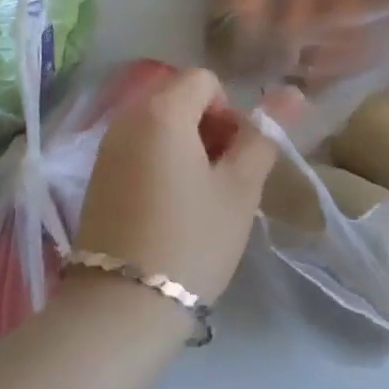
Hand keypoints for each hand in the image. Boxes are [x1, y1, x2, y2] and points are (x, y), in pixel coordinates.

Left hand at [73, 69, 298, 304]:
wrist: (120, 308)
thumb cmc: (191, 240)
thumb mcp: (239, 190)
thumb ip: (263, 136)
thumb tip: (292, 94)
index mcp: (162, 110)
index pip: (205, 80)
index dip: (229, 111)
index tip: (234, 157)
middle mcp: (128, 115)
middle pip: (179, 97)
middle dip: (208, 126)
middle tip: (222, 178)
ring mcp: (107, 145)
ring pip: (159, 123)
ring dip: (185, 144)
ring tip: (197, 196)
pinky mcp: (97, 174)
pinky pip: (138, 145)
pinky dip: (160, 160)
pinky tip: (168, 207)